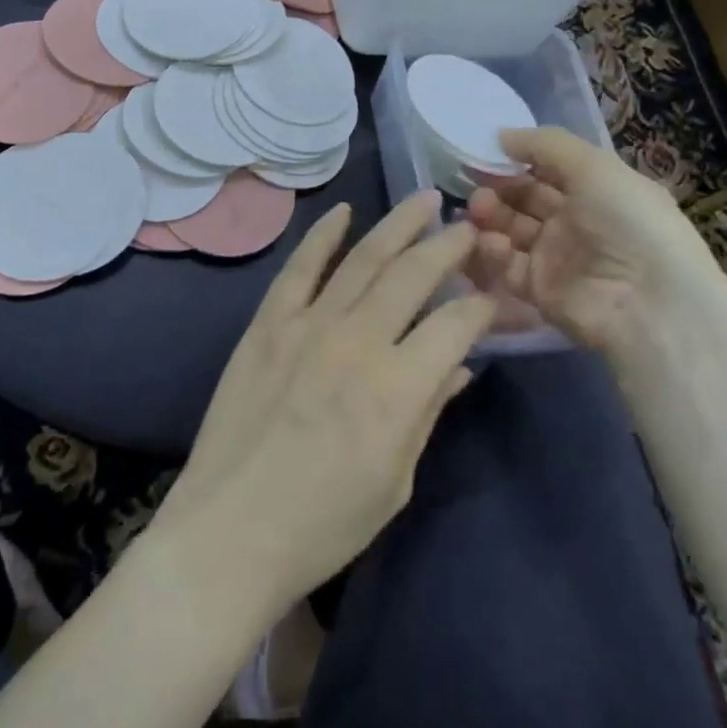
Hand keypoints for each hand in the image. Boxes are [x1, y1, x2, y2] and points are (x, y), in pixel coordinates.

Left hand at [149, 193, 494, 613]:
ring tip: (424, 199)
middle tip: (468, 226)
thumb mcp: (396, 481)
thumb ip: (429, 412)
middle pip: (413, 276)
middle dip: (448, 246)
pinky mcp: (268, 322)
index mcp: (398, 389)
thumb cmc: (324, 522)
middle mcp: (358, 341)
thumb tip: (461, 365)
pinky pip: (300, 267)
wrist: (231, 528)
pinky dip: (323, 234)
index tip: (495, 294)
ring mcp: (307, 324)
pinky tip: (344, 211)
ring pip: (363, 259)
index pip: (456, 325)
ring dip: (398, 225)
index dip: (483, 305)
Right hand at [466, 127, 726, 357]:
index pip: (547, 169)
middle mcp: (575, 222)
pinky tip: (493, 243)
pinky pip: (507, 266)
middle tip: (476, 187)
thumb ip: (545, 144)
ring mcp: (556, 257)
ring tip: (479, 211)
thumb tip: (500, 135)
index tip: (483, 152)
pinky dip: (494, 253)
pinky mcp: (539, 291)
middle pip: (523, 199)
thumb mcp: (594, 167)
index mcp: (596, 190)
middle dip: (497, 188)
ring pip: (510, 230)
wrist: (650, 306)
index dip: (515, 160)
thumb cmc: (628, 223)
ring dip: (490, 217)